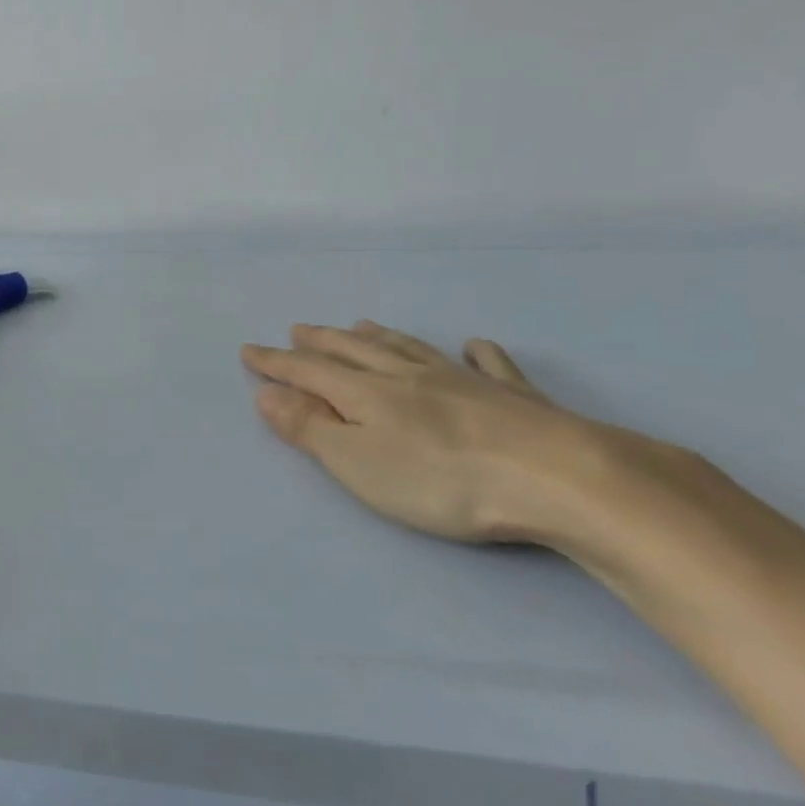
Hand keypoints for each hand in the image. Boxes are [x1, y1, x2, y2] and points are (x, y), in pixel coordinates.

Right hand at [241, 321, 647, 545]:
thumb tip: (266, 392)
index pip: (308, 372)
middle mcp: (409, 376)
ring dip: (379, 337)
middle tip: (299, 329)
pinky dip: (476, 353)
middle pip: (355, 352)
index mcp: (367, 393)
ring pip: (409, 349)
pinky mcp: (514, 397)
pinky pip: (489, 365)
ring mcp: (464, 381)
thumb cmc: (442, 480)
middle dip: (321, 342)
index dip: (276, 363)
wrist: (557, 477)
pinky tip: (474, 346)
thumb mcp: (358, 462)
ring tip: (358, 325)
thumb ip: (309, 427)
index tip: (248, 350)